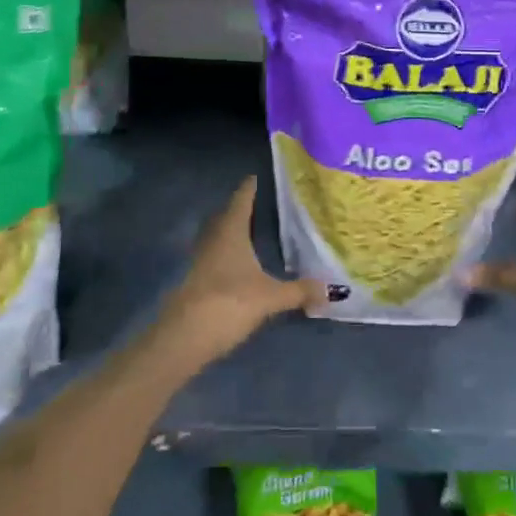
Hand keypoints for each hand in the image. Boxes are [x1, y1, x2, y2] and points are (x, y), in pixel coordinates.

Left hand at [156, 178, 323, 367]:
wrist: (185, 338)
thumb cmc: (230, 302)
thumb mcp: (271, 297)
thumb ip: (299, 291)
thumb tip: (331, 289)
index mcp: (231, 233)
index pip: (240, 202)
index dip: (248, 189)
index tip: (254, 177)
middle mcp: (213, 241)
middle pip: (224, 218)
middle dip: (238, 210)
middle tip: (255, 204)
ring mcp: (200, 263)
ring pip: (217, 239)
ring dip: (230, 234)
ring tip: (249, 233)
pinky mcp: (195, 284)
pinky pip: (214, 259)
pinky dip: (226, 256)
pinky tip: (238, 267)